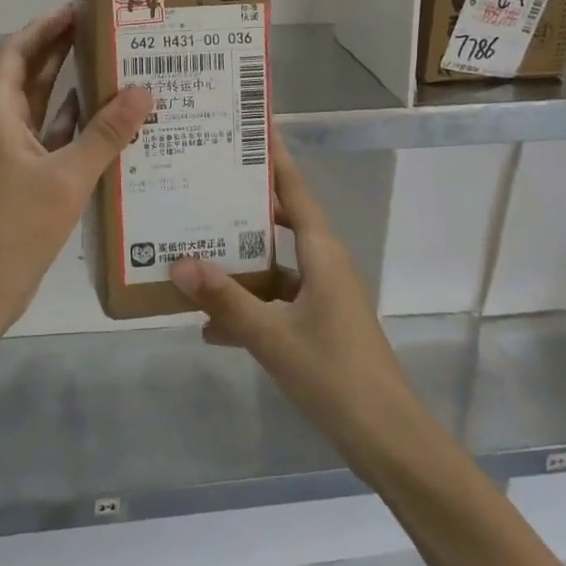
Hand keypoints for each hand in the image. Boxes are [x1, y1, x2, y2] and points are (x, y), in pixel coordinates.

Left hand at [0, 5, 152, 333]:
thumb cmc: (14, 226)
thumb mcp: (66, 177)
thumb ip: (105, 134)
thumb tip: (144, 91)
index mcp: (0, 115)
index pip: (16, 53)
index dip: (43, 27)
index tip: (77, 9)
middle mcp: (5, 127)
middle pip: (32, 75)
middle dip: (62, 49)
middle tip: (106, 30)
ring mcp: (16, 155)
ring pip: (46, 108)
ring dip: (74, 87)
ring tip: (117, 67)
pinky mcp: (29, 180)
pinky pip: (57, 140)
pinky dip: (80, 127)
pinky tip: (112, 122)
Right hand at [169, 131, 417, 458]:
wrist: (388, 439)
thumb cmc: (335, 375)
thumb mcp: (272, 336)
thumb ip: (226, 300)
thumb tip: (178, 263)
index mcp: (321, 252)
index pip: (294, 189)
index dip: (274, 157)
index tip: (251, 125)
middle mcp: (323, 264)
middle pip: (278, 221)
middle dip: (242, 205)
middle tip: (201, 183)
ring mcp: (321, 296)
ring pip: (273, 265)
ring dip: (238, 262)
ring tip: (190, 248)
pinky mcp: (317, 325)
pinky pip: (275, 301)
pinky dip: (247, 306)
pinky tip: (209, 325)